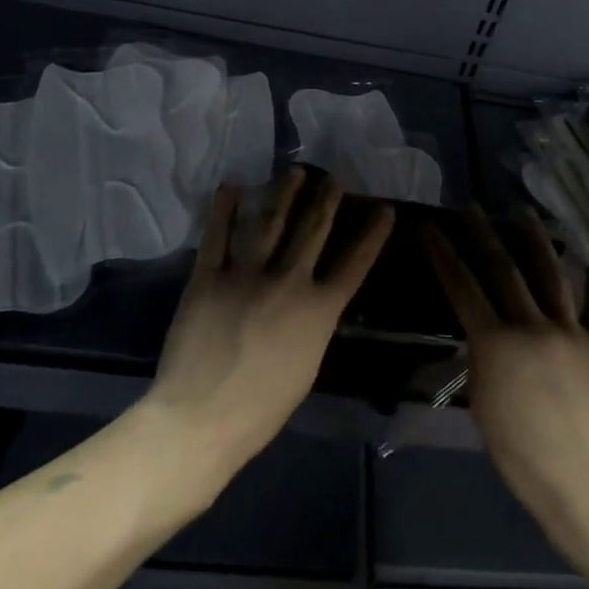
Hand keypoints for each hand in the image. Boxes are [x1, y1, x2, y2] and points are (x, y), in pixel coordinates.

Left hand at [145, 168, 393, 483]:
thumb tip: (314, 303)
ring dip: (285, 193)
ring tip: (296, 171)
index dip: (373, 234)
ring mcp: (246, 274)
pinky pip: (218, 234)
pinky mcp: (208, 276)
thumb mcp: (307, 366)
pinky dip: (225, 208)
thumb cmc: (262, 408)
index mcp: (319, 310)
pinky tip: (233, 186)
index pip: (355, 263)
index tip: (384, 208)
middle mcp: (289, 282)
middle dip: (327, 200)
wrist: (203, 417)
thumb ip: (313, 326)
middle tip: (336, 177)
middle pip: (313, 231)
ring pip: (271, 222)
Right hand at [422, 209, 588, 536]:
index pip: (461, 287)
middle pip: (502, 270)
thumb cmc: (519, 452)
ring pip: (550, 274)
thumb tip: (483, 332)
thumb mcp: (482, 403)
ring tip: (522, 212)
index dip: (443, 254)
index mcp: (495, 343)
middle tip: (471, 209)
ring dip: (534, 239)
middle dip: (482, 235)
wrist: (581, 480)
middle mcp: (531, 326)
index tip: (431, 227)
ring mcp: (569, 331)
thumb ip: (481, 359)